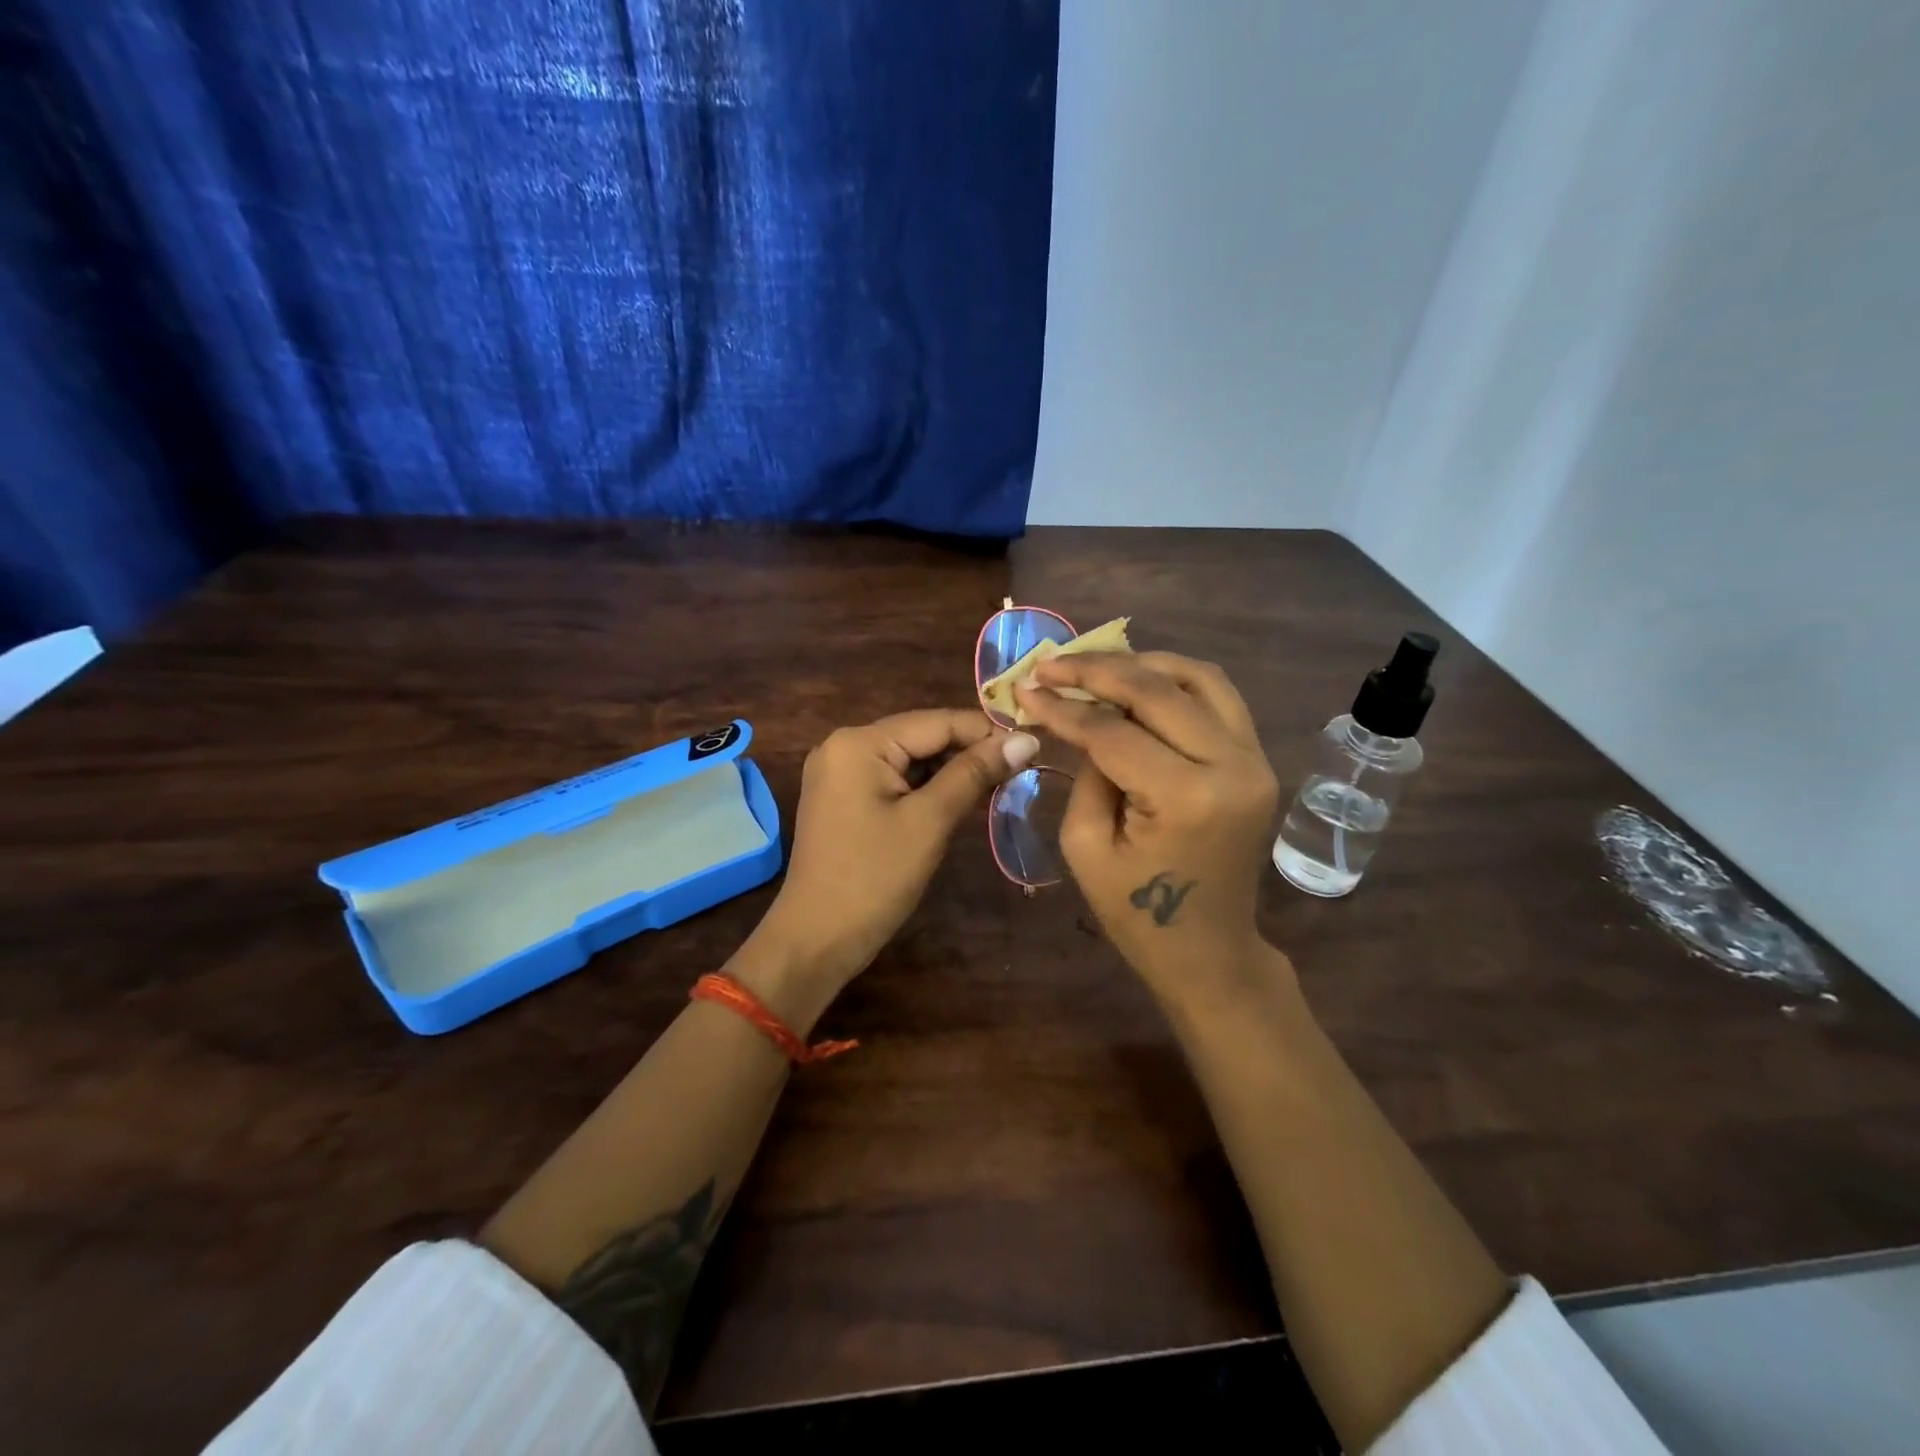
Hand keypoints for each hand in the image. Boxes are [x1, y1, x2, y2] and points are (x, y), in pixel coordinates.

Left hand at [745, 710, 1039, 1017]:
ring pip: (910, 759)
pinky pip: (894, 779)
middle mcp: (844, 745)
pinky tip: (960, 800)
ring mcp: (840, 772)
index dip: (986, 733)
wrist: (817, 939)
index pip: (936, 722)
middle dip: (969, 753)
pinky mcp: (843, 797)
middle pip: (922, 736)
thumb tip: (1027, 740)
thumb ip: (975, 773)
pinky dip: (927, 788)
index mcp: (859, 742)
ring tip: (998, 786)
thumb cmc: (874, 878)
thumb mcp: (930, 821)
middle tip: (1020, 772)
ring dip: (951, 772)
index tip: (1032, 748)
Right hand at [1015, 653, 1279, 993]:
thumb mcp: (1086, 845)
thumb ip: (1085, 772)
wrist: (1208, 950)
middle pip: (1158, 690)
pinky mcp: (1257, 759)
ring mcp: (1254, 759)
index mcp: (1186, 797)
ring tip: (1092, 666)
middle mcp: (1231, 765)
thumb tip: (1082, 718)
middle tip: (1051, 665)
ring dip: (1141, 664)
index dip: (1063, 707)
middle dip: (1096, 670)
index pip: (1113, 731)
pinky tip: (1137, 682)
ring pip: (1197, 678)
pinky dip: (1174, 680)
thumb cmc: (1136, 914)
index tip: (1025, 687)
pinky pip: (1218, 697)